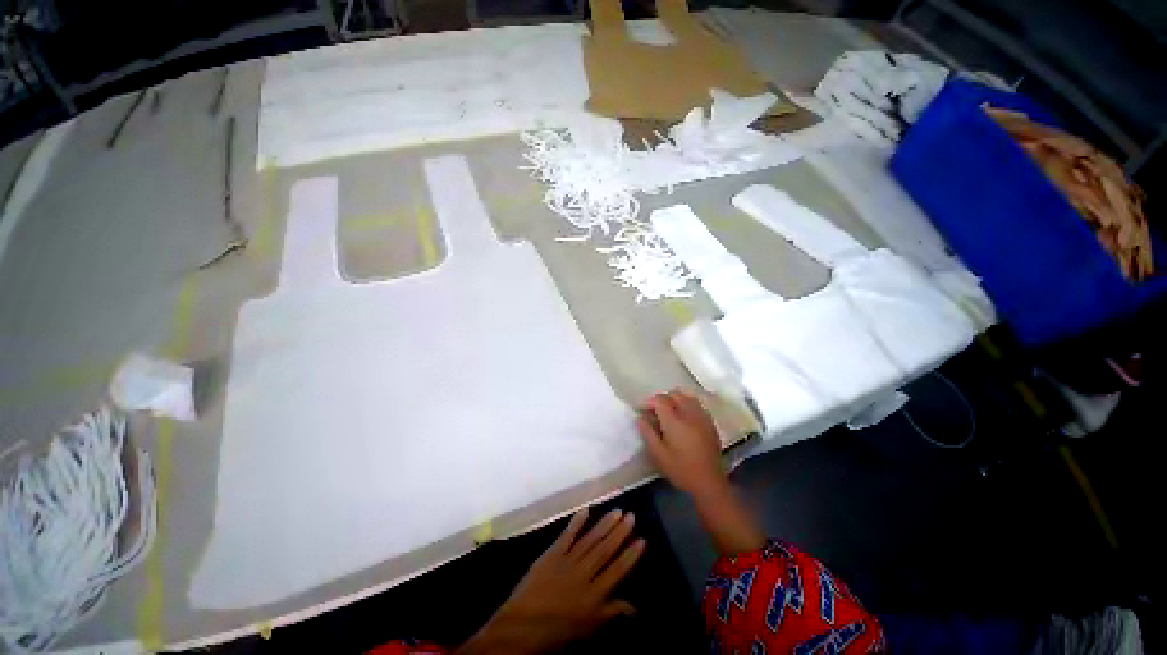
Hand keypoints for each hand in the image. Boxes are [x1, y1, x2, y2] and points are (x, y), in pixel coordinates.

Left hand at [457, 509, 644, 654]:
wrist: (521, 627)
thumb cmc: (557, 631)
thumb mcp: (588, 628)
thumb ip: (610, 613)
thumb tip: (634, 607)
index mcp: (593, 595)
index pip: (617, 571)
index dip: (630, 556)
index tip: (642, 539)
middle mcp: (583, 574)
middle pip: (605, 550)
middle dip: (620, 533)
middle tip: (631, 516)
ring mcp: (567, 561)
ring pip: (590, 540)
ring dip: (604, 525)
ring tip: (617, 511)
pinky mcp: (552, 553)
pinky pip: (567, 535)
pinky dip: (576, 522)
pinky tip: (586, 510)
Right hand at [638, 390, 764, 555]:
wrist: (709, 483)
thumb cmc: (680, 470)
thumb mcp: (658, 454)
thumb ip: (647, 433)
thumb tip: (640, 418)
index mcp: (674, 421)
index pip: (660, 400)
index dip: (649, 401)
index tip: (641, 409)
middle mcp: (689, 414)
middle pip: (674, 394)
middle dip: (662, 398)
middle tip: (654, 410)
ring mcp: (702, 417)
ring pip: (687, 396)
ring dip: (675, 399)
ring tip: (668, 410)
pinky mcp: (710, 422)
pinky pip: (697, 404)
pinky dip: (687, 404)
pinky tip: (683, 416)